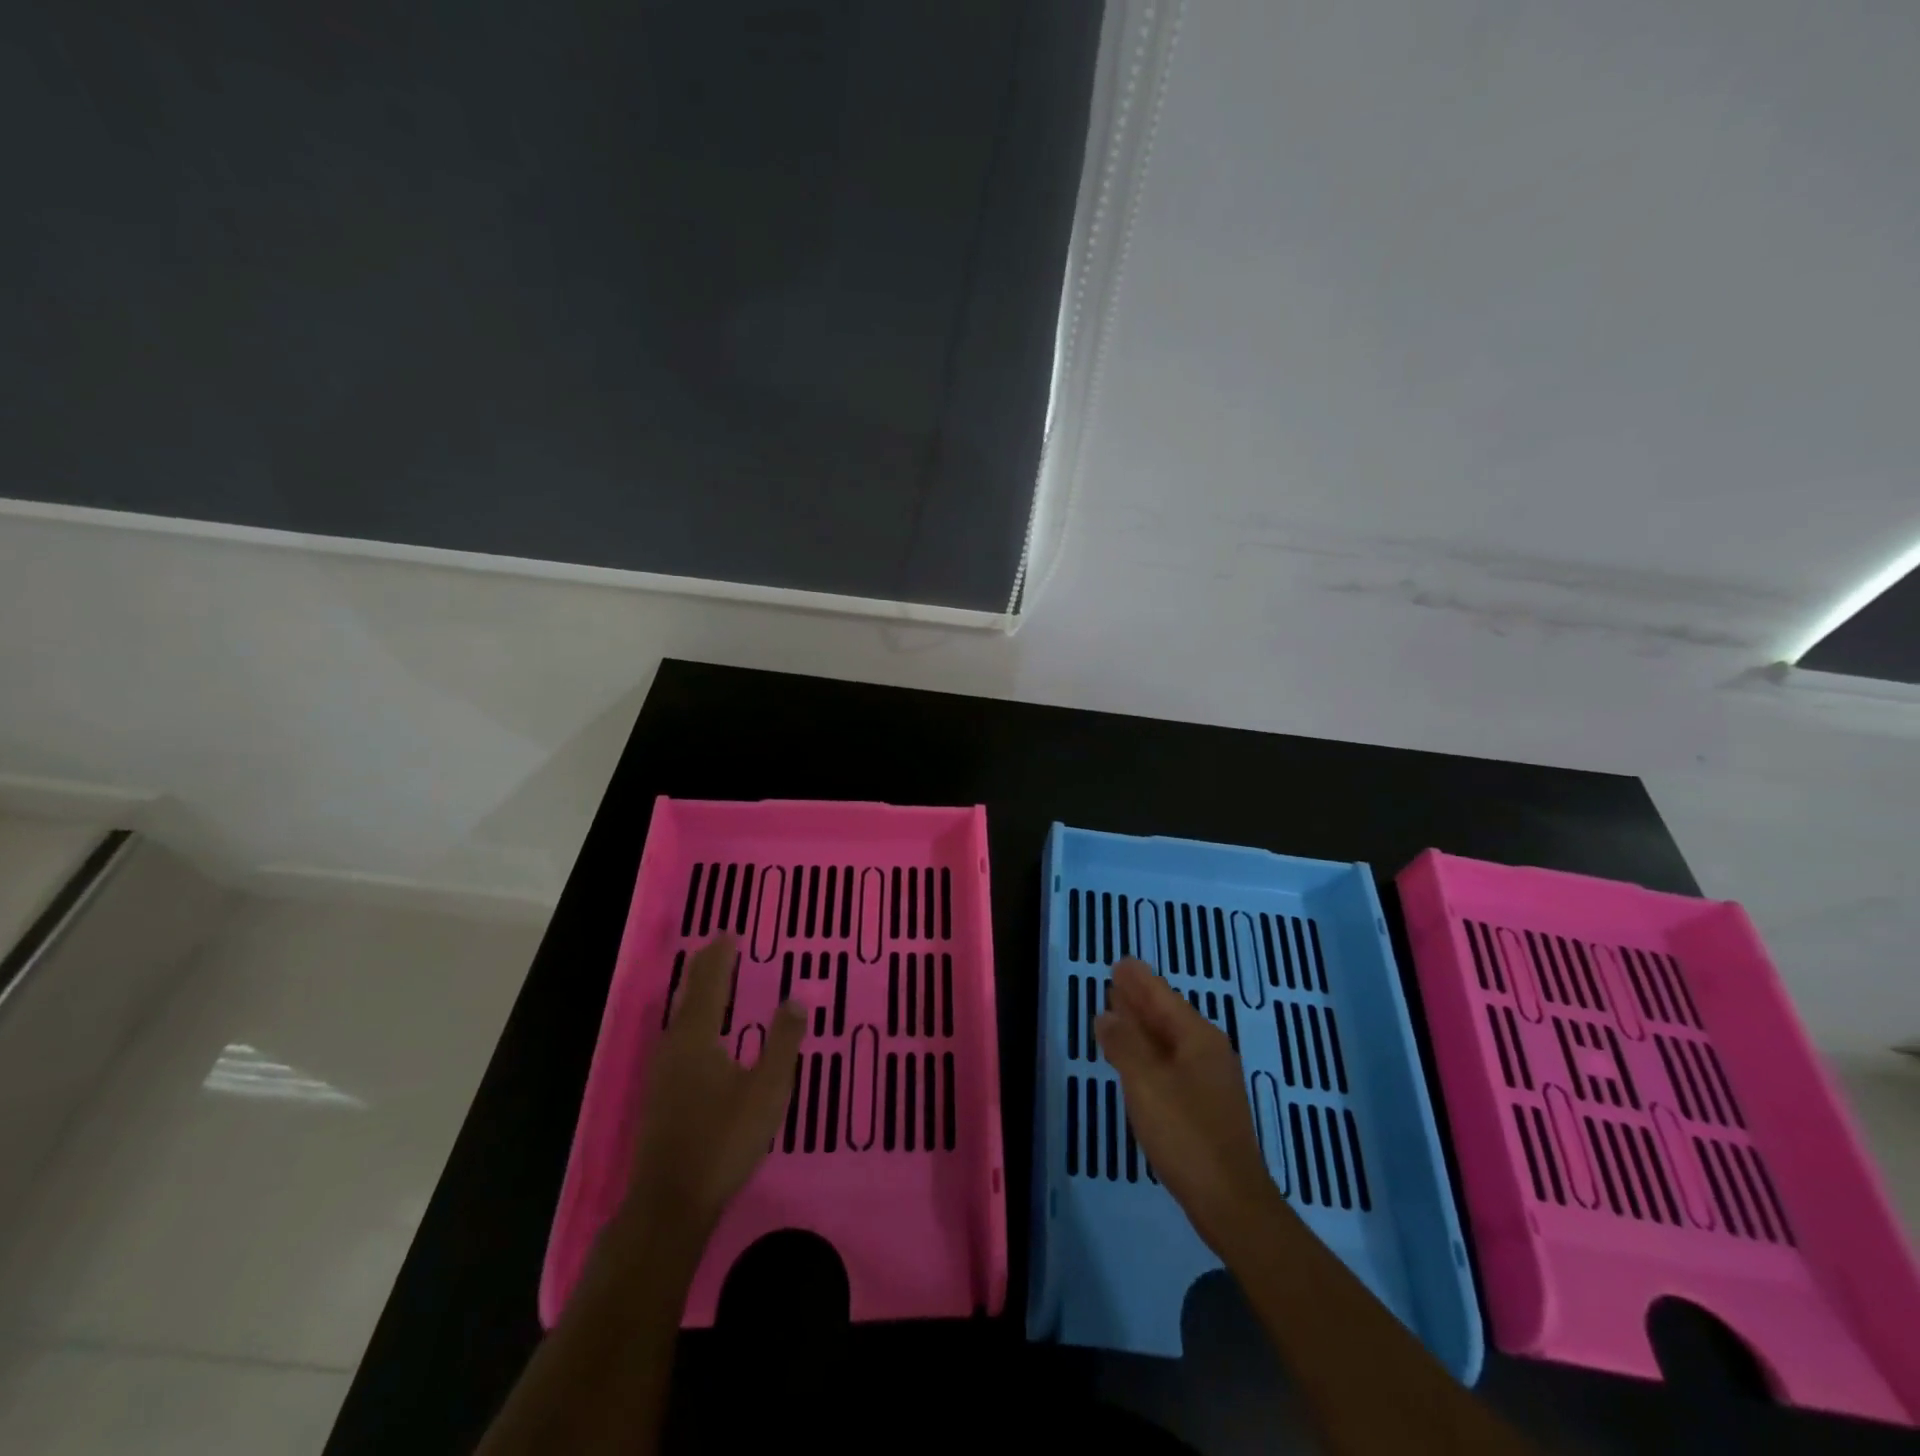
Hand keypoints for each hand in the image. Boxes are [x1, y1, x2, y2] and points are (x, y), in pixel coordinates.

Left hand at [621, 936, 806, 1245]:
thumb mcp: (767, 1090)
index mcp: (697, 1037)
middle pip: (687, 994)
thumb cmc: (723, 1141)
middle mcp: (673, 1045)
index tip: (728, 932)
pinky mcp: (658, 1094)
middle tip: (718, 946)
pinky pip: (676, 1035)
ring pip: (678, 1016)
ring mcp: (661, 1071)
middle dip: (703, 967)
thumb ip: (783, 1042)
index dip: (719, 956)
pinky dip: (690, 1016)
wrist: (670, 1202)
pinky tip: (697, 1033)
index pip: (708, 983)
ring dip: (695, 991)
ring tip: (709, 978)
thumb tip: (796, 998)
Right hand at [1094, 957, 1282, 1257]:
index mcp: (1198, 1038)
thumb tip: (1107, 1014)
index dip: (1139, 980)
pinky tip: (1135, 1059)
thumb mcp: (1146, 1083)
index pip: (1163, 997)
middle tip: (1115, 979)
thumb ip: (1124, 1044)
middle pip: (1168, 1015)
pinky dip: (1149, 1051)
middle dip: (1140, 998)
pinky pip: (1171, 1062)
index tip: (1120, 962)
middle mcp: (1208, 1052)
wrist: (1231, 1202)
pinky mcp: (1205, 1106)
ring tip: (1118, 1010)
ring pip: (1170, 1040)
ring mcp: (1210, 1080)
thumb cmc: (1186, 1134)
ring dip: (1143, 1025)